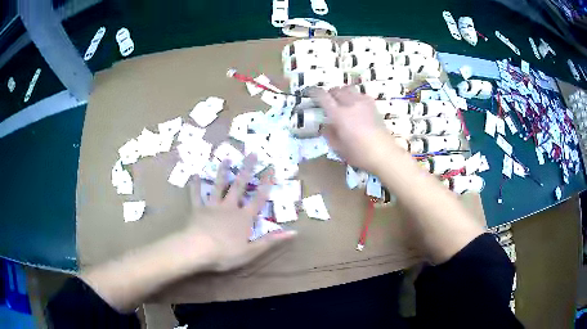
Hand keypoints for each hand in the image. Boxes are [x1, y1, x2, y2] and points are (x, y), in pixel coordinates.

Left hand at [182, 154, 295, 271]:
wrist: (198, 249)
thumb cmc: (226, 253)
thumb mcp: (252, 251)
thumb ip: (271, 240)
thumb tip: (294, 232)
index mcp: (244, 218)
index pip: (258, 199)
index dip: (266, 184)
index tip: (271, 169)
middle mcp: (229, 208)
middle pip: (239, 186)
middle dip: (247, 170)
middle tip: (252, 153)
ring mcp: (213, 206)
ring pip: (218, 186)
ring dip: (223, 172)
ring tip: (227, 158)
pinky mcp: (198, 209)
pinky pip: (197, 195)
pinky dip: (196, 185)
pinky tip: (195, 174)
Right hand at [310, 86, 392, 170]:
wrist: (384, 153)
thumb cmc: (359, 153)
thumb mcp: (339, 148)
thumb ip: (330, 134)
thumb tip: (325, 126)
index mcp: (339, 115)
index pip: (323, 97)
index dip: (315, 92)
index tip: (310, 92)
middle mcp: (350, 104)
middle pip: (336, 90)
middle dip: (329, 93)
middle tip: (327, 100)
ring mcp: (363, 103)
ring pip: (348, 89)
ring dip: (342, 93)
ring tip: (341, 101)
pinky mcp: (373, 105)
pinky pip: (360, 94)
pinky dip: (354, 96)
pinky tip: (355, 105)